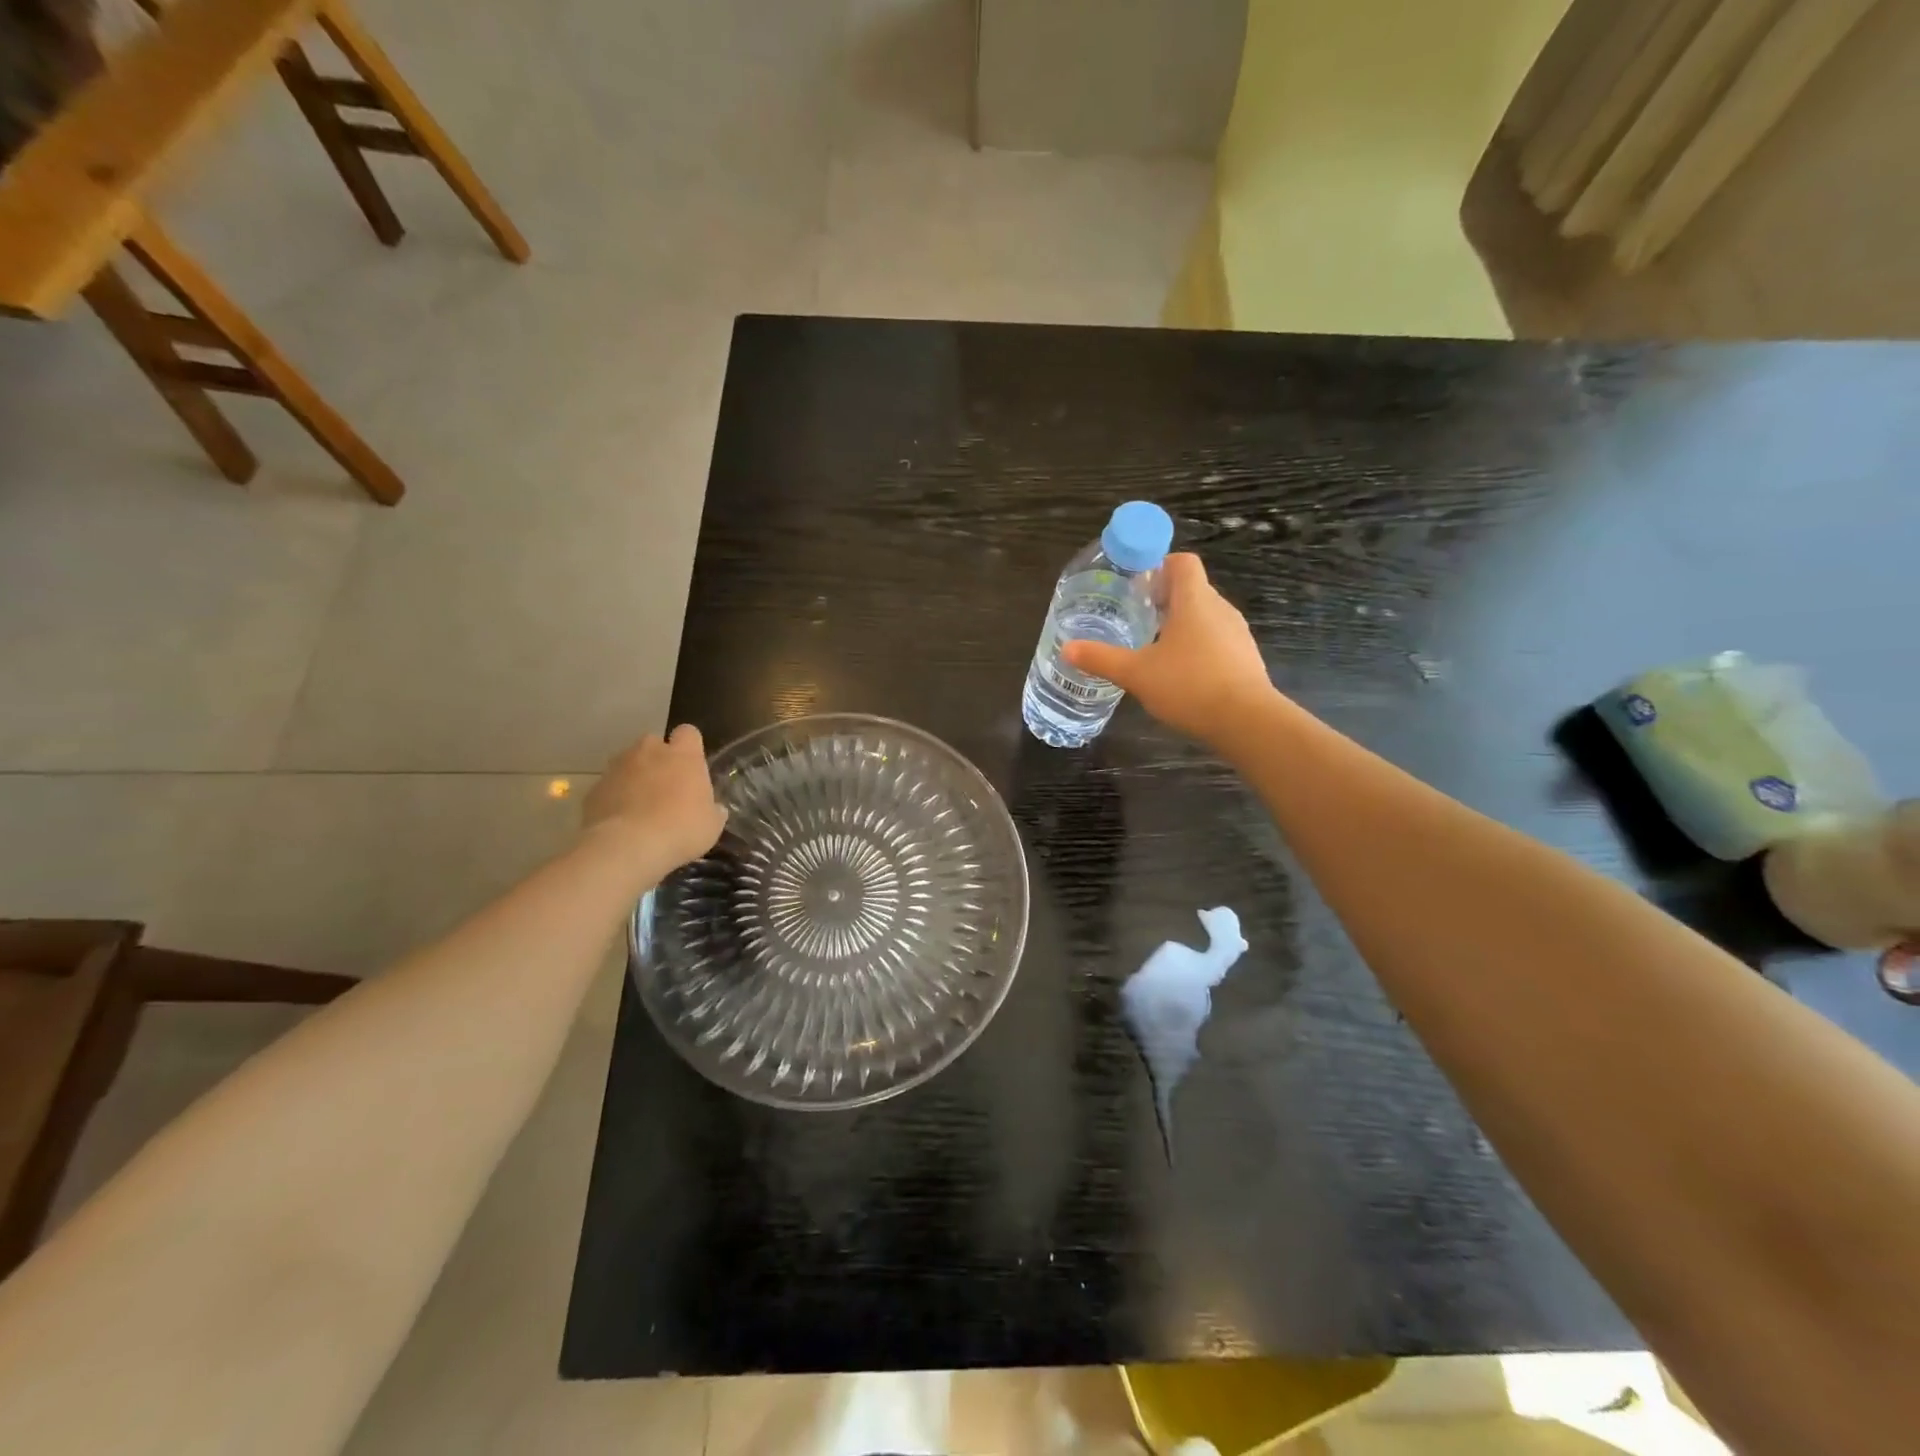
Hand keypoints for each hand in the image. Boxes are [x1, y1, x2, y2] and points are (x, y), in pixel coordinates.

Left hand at [584, 725, 727, 869]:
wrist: (627, 847)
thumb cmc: (680, 830)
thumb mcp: (711, 825)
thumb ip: (712, 809)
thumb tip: (714, 808)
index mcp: (683, 756)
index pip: (689, 733)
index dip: (690, 747)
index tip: (692, 766)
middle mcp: (649, 752)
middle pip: (654, 742)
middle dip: (658, 758)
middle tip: (665, 786)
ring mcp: (617, 768)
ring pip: (628, 762)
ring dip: (634, 776)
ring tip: (640, 805)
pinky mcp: (595, 788)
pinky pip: (609, 787)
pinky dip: (614, 798)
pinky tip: (621, 821)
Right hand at [1063, 553, 1273, 745]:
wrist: (1246, 721)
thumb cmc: (1189, 685)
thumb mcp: (1136, 673)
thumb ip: (1101, 659)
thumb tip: (1067, 648)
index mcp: (1194, 601)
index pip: (1183, 562)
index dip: (1159, 565)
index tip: (1136, 584)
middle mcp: (1220, 609)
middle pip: (1192, 589)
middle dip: (1163, 599)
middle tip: (1135, 617)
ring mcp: (1236, 634)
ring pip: (1205, 617)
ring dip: (1180, 625)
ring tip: (1153, 647)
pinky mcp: (1245, 659)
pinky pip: (1216, 641)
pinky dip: (1197, 648)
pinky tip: (1179, 674)